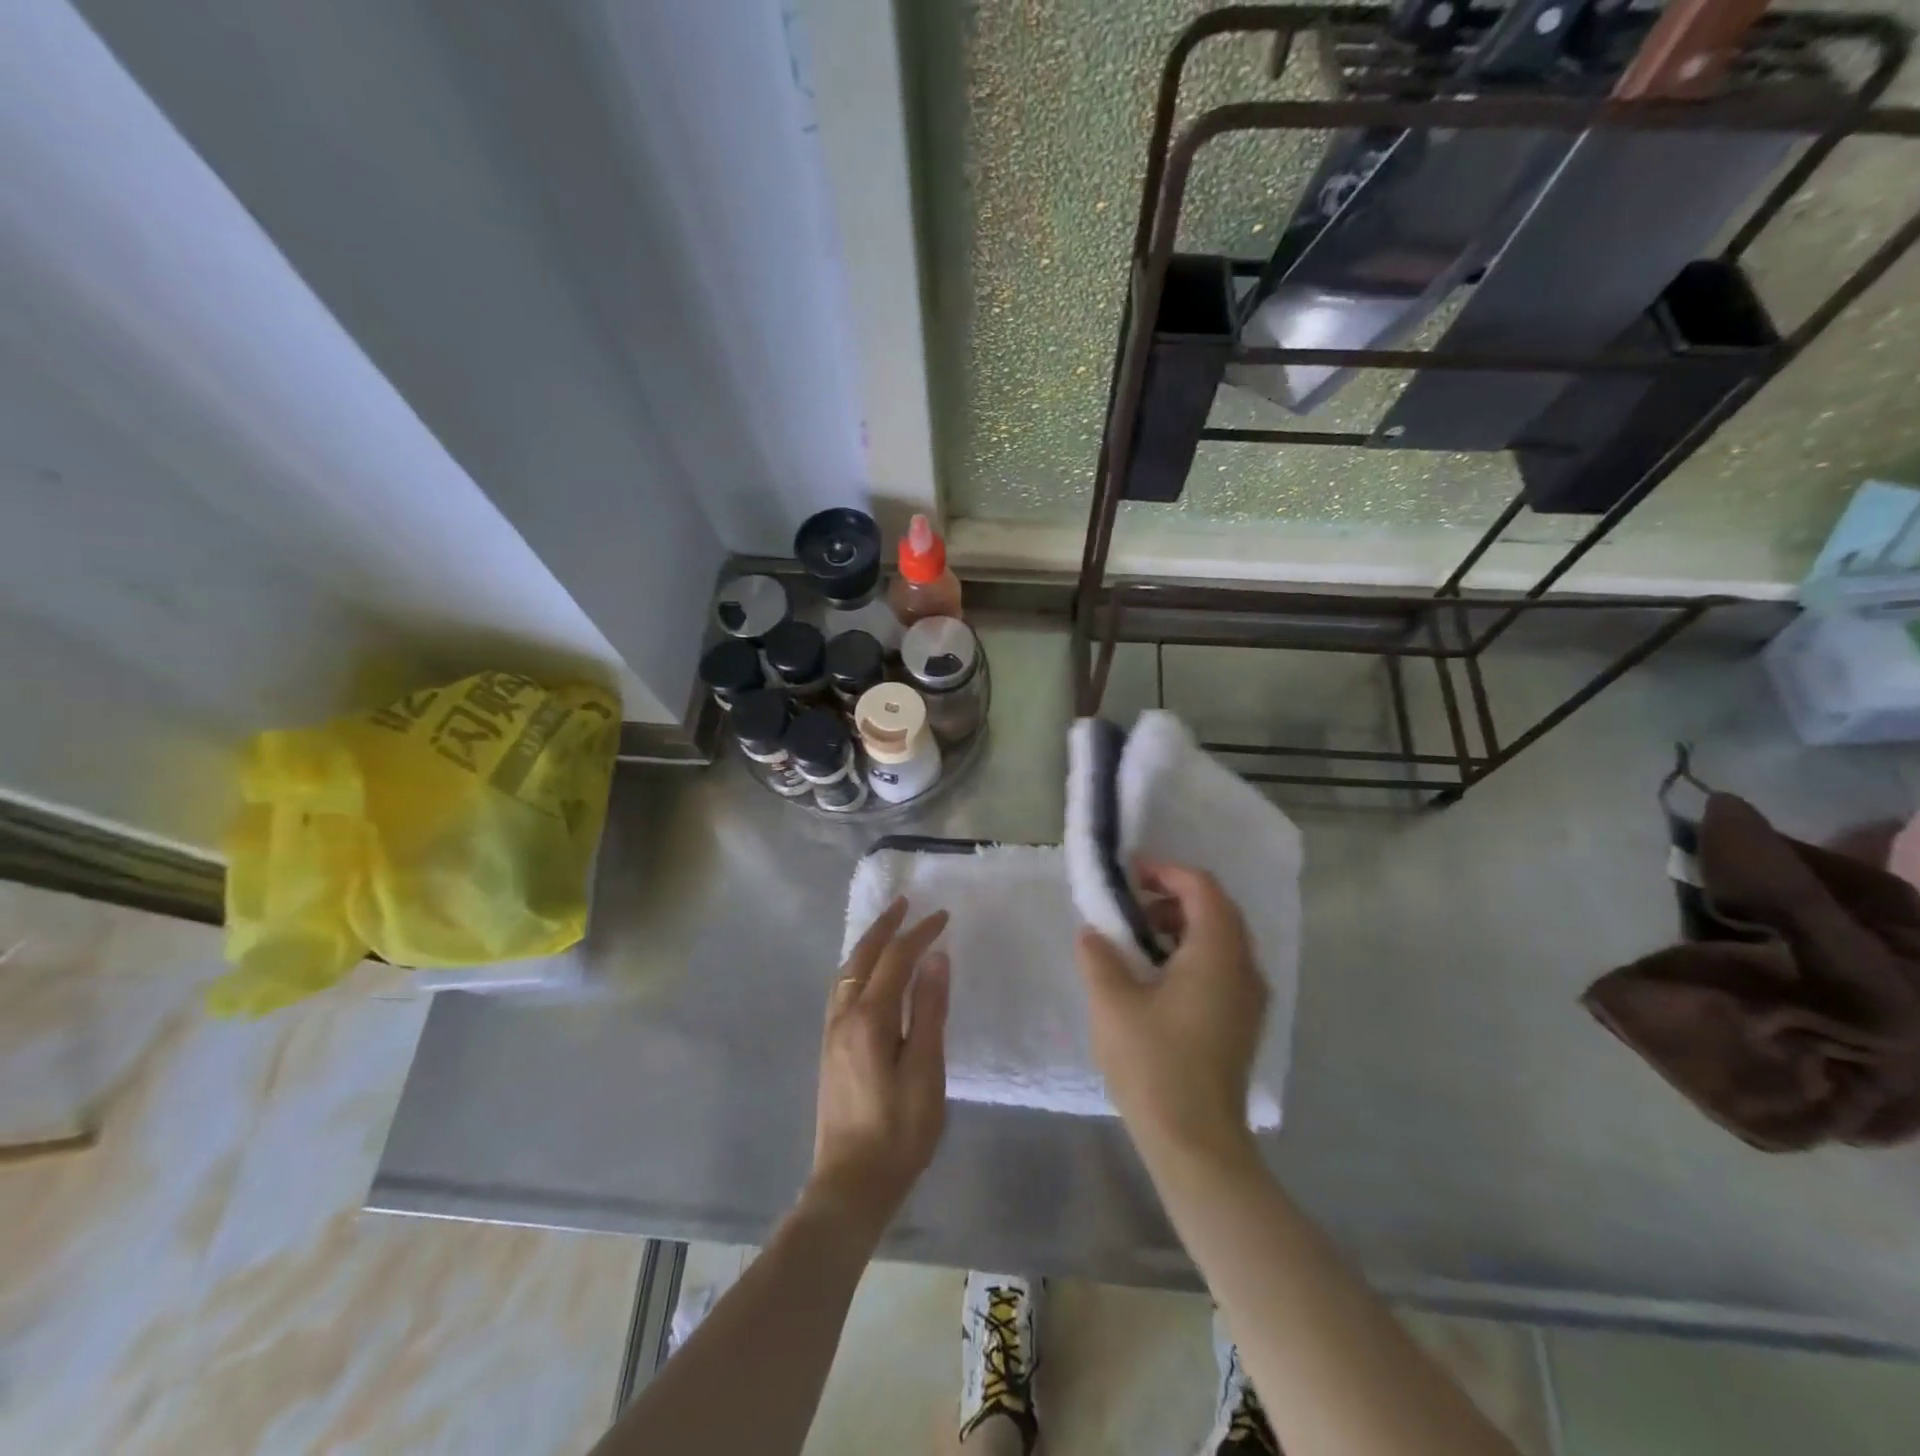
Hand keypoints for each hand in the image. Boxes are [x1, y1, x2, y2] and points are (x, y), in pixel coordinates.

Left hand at [807, 898, 949, 1241]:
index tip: (942, 915)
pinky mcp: (830, 1049)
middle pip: (862, 957)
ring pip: (846, 971)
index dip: (919, 933)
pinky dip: (857, 966)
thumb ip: (928, 1012)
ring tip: (887, 928)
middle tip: (905, 902)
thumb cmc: (898, 1131)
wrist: (850, 1185)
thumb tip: (935, 958)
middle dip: (885, 927)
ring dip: (867, 944)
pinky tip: (866, 974)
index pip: (896, 959)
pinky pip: (842, 988)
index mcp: (868, 1018)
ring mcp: (832, 1032)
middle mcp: (843, 1016)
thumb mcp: (925, 1072)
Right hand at [1076, 860, 1266, 1166]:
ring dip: (1182, 926)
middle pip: (1217, 909)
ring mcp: (1249, 998)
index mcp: (1218, 954)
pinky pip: (1222, 966)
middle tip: (1131, 906)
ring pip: (1222, 939)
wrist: (1196, 1143)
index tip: (1129, 876)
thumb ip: (1098, 956)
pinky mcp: (1243, 1022)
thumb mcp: (1112, 1003)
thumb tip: (1093, 932)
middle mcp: (1244, 968)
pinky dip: (1192, 954)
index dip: (1166, 871)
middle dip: (1173, 897)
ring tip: (1138, 942)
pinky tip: (1157, 979)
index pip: (1202, 888)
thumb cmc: (1154, 1064)